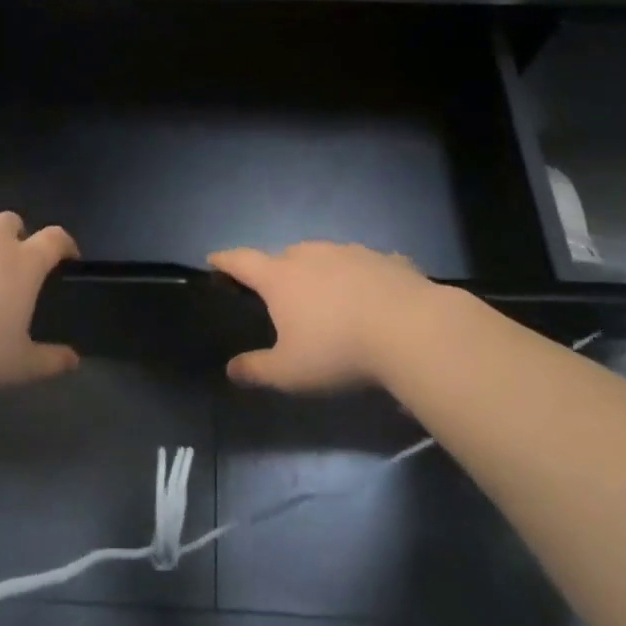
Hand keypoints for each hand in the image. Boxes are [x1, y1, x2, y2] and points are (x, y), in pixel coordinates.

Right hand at [209, 242, 439, 391]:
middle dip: (278, 271)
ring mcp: (351, 253)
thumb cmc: (338, 351)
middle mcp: (311, 255)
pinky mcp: (386, 260)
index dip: (225, 260)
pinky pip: (367, 265)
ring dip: (321, 272)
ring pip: (326, 257)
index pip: (242, 261)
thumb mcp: (290, 372)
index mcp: (281, 278)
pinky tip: (374, 296)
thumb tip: (231, 370)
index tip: (213, 259)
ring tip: (328, 296)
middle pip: (285, 256)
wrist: (411, 330)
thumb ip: (257, 370)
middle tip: (279, 293)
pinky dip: (363, 278)